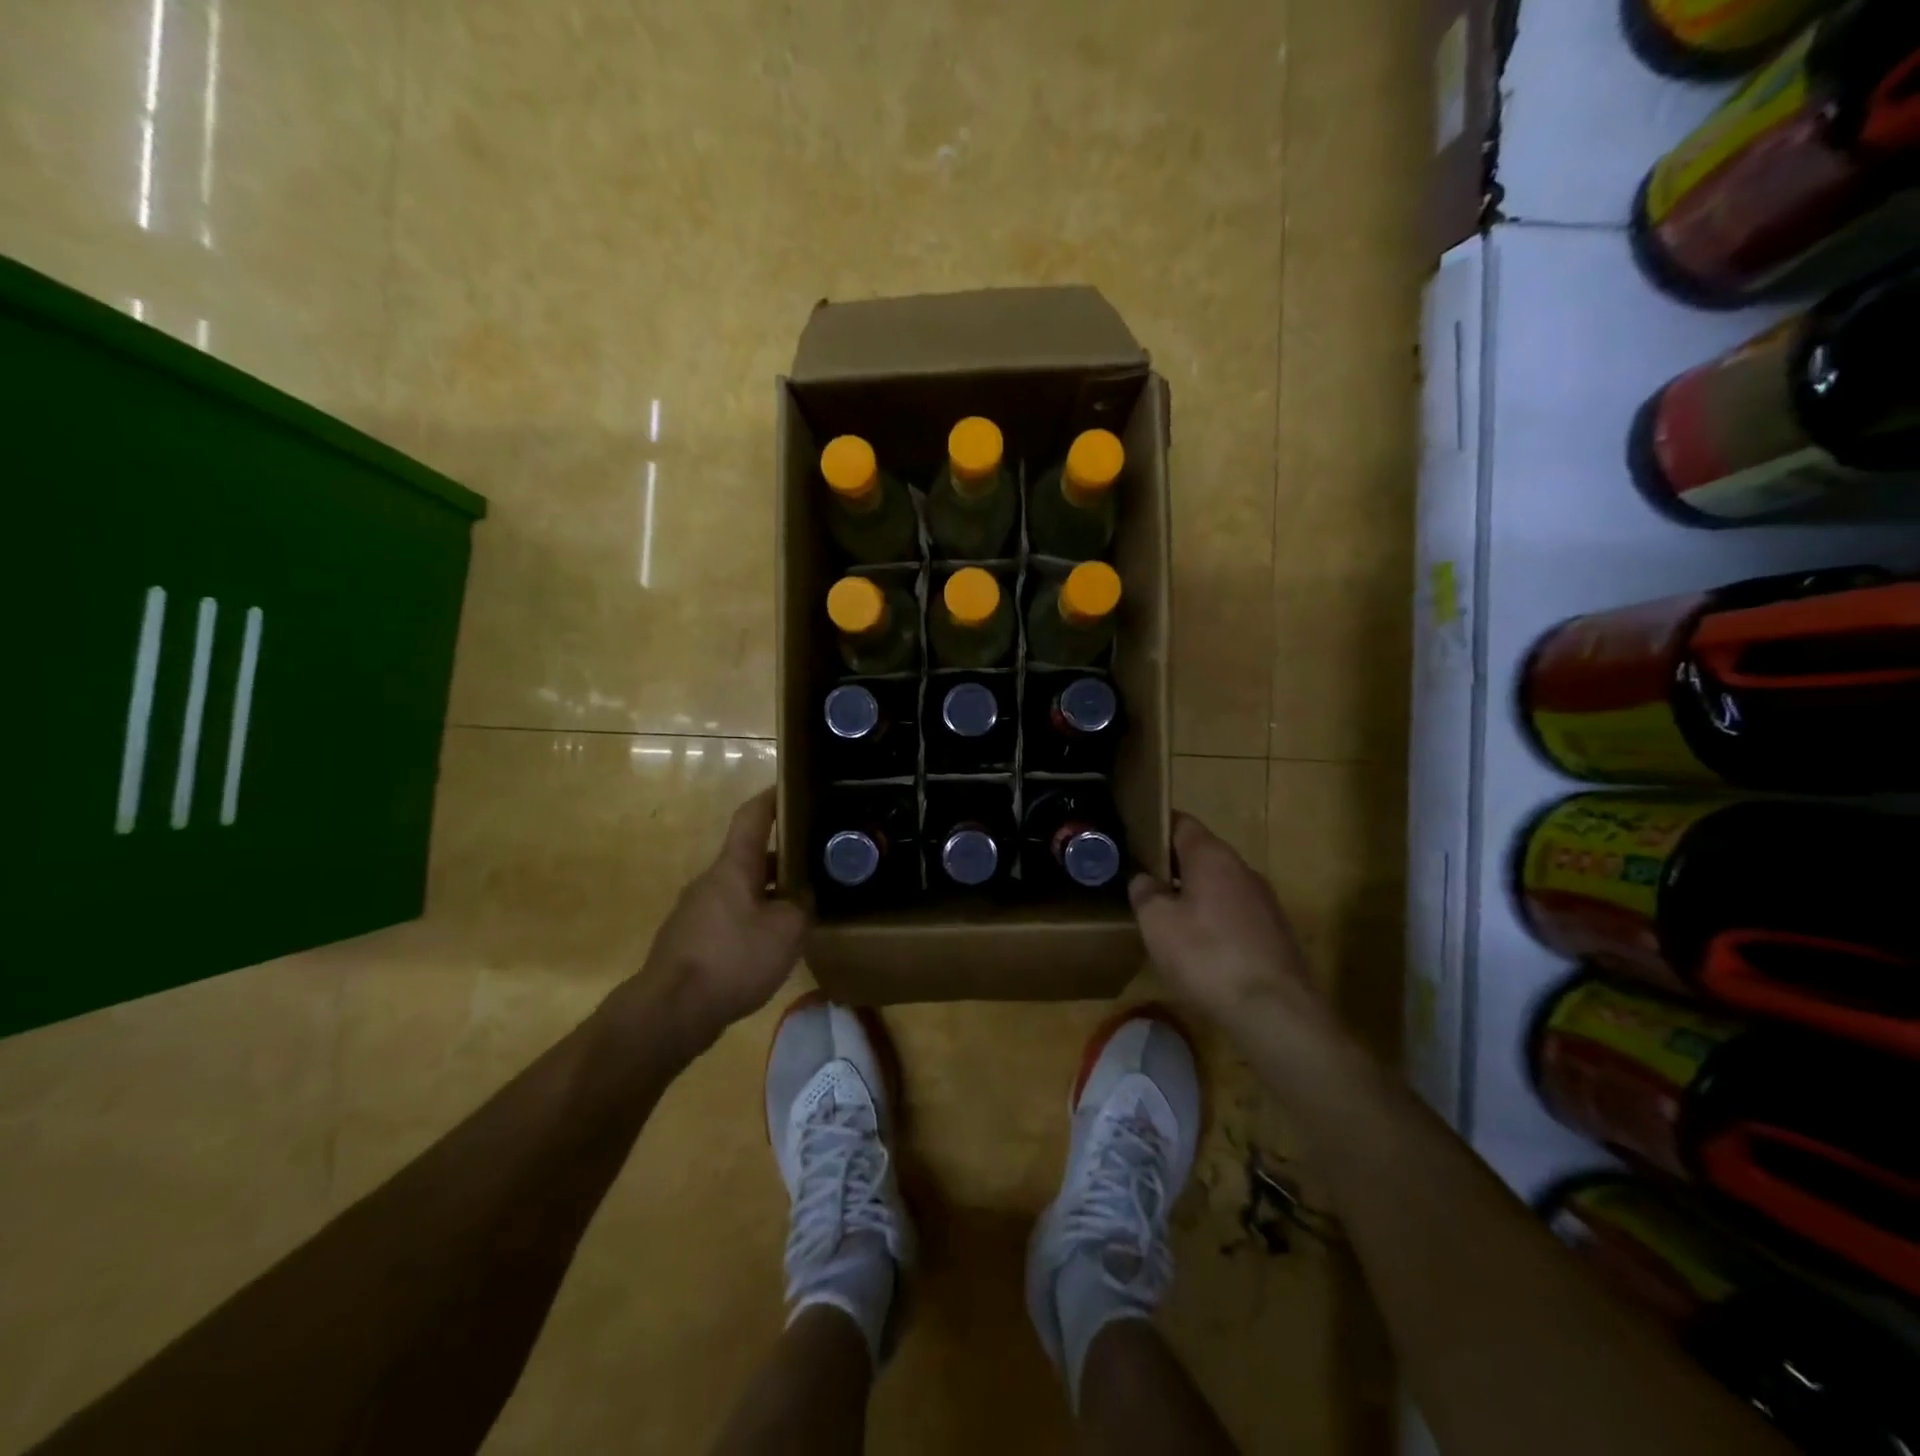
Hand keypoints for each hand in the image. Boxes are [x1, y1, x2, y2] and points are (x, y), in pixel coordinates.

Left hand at [610, 789, 806, 1054]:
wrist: (670, 1012)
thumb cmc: (732, 958)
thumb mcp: (786, 930)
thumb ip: (801, 906)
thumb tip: (802, 897)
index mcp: (733, 867)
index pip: (752, 816)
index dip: (772, 798)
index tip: (791, 786)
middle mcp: (711, 881)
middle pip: (749, 856)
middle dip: (782, 856)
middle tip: (815, 861)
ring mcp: (696, 911)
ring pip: (741, 890)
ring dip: (769, 892)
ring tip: (800, 907)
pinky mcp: (690, 941)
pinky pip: (729, 918)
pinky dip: (753, 920)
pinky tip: (771, 944)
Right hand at [1129, 813, 1329, 1034]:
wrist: (1275, 1011)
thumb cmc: (1206, 955)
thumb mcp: (1157, 922)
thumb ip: (1145, 892)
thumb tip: (1144, 879)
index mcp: (1211, 855)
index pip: (1181, 822)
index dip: (1155, 827)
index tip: (1133, 840)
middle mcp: (1242, 868)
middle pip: (1201, 854)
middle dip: (1172, 865)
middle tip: (1142, 882)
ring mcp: (1263, 900)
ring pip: (1218, 884)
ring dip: (1193, 894)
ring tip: (1167, 917)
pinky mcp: (1274, 931)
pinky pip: (1234, 912)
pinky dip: (1213, 919)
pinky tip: (1199, 946)